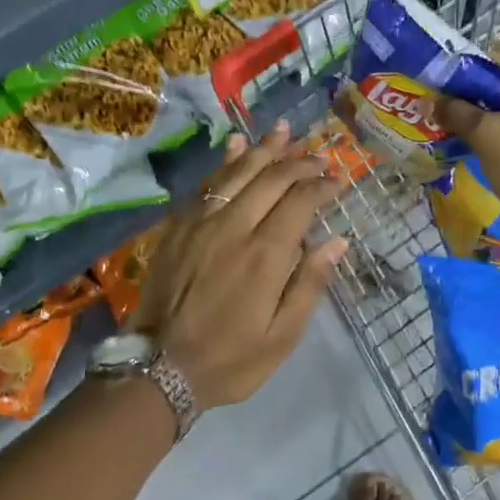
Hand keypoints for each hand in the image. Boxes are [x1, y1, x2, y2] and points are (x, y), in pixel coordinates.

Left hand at [131, 121, 348, 410]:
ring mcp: (201, 222)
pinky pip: (205, 184)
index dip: (322, 185)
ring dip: (264, 149)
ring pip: (237, 172)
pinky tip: (236, 146)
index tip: (340, 179)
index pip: (300, 202)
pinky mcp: (178, 226)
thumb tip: (338, 241)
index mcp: (265, 255)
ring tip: (284, 130)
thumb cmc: (231, 359)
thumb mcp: (282, 336)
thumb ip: (310, 284)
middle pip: (271, 179)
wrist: (159, 368)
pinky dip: (224, 161)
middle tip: (320, 156)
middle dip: (299, 162)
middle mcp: (234, 226)